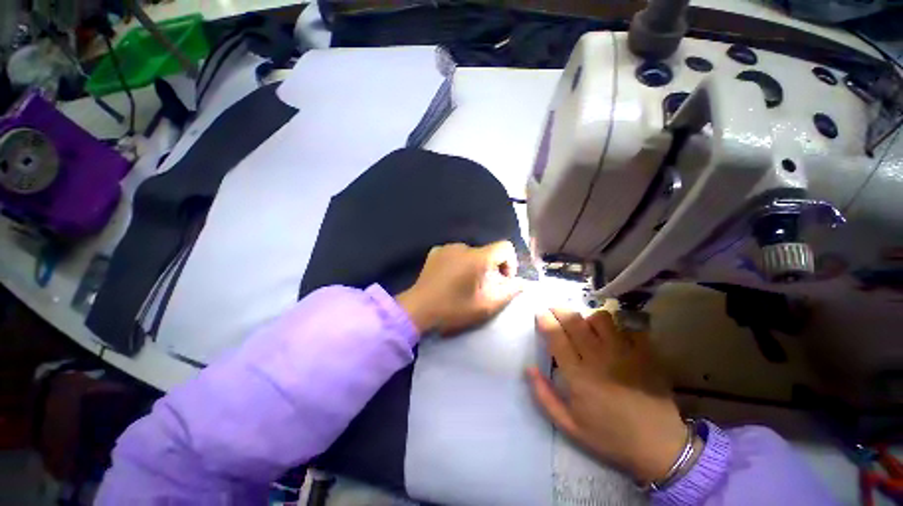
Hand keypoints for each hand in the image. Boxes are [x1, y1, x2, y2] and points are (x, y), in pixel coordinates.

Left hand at [396, 241, 521, 335]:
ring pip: (471, 253)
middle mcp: (463, 247)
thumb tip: (521, 282)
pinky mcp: (435, 252)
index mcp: (477, 257)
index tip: (502, 280)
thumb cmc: (453, 309)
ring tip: (464, 284)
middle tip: (482, 288)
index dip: (510, 263)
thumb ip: (509, 292)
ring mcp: (447, 247)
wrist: (418, 309)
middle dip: (491, 268)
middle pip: (488, 252)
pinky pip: (456, 253)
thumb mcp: (486, 305)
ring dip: (474, 266)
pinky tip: (450, 278)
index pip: (505, 247)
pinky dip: (459, 263)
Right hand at [527, 308, 688, 483]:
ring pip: (600, 318)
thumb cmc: (609, 437)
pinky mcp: (645, 354)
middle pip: (575, 321)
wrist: (658, 446)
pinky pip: (628, 326)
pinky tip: (614, 333)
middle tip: (554, 310)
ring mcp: (624, 353)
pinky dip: (617, 325)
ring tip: (585, 325)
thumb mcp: (568, 425)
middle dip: (560, 310)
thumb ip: (544, 396)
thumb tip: (529, 368)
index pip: (556, 336)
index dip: (545, 320)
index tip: (540, 314)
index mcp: (577, 375)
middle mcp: (598, 358)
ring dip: (588, 318)